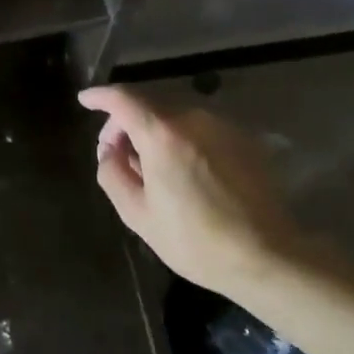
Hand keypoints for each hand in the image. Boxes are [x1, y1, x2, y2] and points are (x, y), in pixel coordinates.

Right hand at [78, 86, 303, 295]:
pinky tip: (183, 171)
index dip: (99, 96)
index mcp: (161, 133)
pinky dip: (181, 139)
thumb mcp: (137, 214)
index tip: (85, 100)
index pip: (122, 98)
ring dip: (155, 132)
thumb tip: (109, 150)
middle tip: (117, 154)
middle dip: (125, 123)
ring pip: (175, 117)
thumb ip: (112, 173)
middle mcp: (192, 117)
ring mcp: (222, 126)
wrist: (268, 257)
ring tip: (151, 167)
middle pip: (148, 105)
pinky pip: (200, 129)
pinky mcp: (243, 139)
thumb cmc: (195, 240)